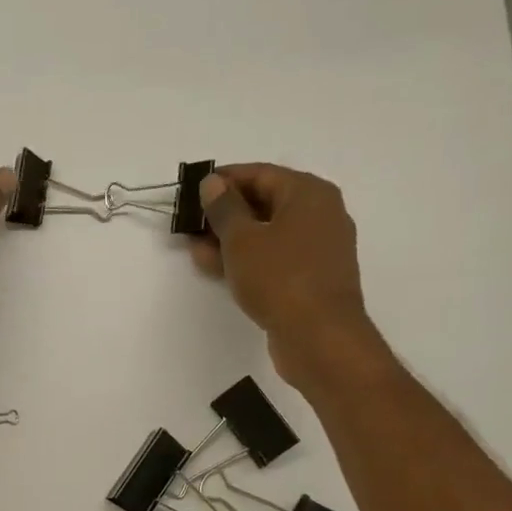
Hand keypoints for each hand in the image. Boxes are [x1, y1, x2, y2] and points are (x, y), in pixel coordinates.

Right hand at [193, 165, 373, 383]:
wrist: (319, 336)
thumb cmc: (280, 278)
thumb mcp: (242, 240)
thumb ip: (224, 209)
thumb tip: (213, 184)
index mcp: (309, 193)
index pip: (261, 174)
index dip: (224, 180)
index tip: (193, 190)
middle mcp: (320, 214)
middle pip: (266, 204)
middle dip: (226, 213)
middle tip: (191, 223)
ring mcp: (318, 249)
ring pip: (268, 235)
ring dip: (232, 241)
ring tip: (196, 249)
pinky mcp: (311, 279)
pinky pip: (274, 259)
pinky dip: (248, 260)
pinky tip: (218, 269)